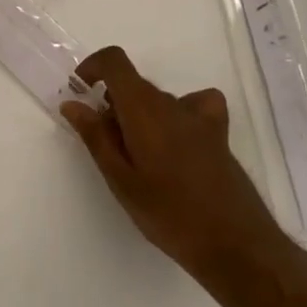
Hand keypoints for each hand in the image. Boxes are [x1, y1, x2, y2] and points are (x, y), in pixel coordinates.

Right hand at [62, 47, 280, 280]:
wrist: (235, 245)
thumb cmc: (169, 214)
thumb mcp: (121, 180)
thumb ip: (95, 137)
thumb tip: (72, 103)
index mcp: (143, 108)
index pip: (115, 61)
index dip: (93, 67)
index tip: (81, 92)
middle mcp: (171, 103)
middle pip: (134, 84)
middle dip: (112, 104)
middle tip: (107, 147)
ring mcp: (198, 116)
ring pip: (158, 100)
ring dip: (140, 116)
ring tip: (140, 159)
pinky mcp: (217, 133)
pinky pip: (195, 106)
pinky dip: (180, 112)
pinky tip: (178, 139)